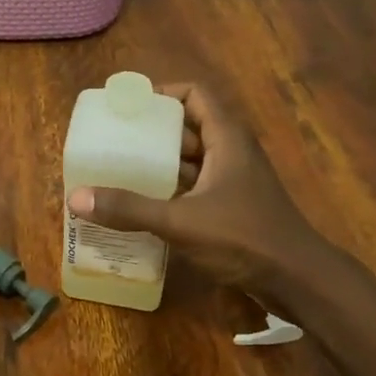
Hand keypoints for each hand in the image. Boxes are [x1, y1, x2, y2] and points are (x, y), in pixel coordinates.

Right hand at [66, 82, 332, 301]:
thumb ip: (130, 209)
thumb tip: (76, 198)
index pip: (194, 95)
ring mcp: (232, 181)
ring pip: (189, 159)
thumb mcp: (181, 222)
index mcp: (226, 139)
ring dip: (157, 163)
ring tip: (117, 171)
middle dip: (149, 133)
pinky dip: (168, 189)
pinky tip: (141, 204)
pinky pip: (193, 186)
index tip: (127, 108)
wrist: (299, 281)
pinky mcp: (231, 207)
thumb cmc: (245, 238)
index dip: (162, 94)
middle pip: (186, 127)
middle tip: (111, 141)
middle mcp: (230, 152)